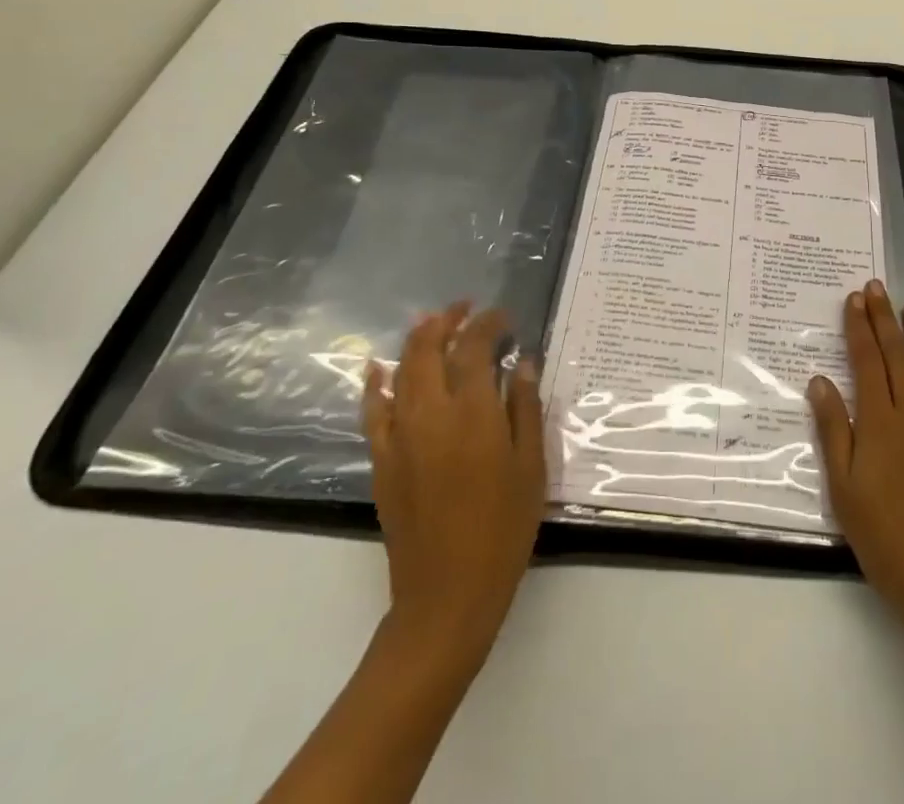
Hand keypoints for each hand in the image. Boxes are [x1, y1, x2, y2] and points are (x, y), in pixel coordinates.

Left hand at [362, 302, 546, 678]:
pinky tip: (377, 369)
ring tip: (432, 324)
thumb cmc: (503, 528)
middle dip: (447, 321)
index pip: (474, 347)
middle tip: (465, 309)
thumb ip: (525, 407)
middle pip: (430, 349)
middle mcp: (431, 414)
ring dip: (415, 341)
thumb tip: (522, 361)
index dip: (488, 324)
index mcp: (473, 413)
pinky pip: (372, 411)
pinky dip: (375, 384)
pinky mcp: (382, 461)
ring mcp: (400, 436)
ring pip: (400, 371)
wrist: (447, 595)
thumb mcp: (530, 465)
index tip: (504, 318)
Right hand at [808, 281, 903, 632]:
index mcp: (879, 422)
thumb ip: (833, 430)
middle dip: (884, 318)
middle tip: (877, 287)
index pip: (866, 361)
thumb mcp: (844, 488)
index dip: (858, 327)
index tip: (853, 299)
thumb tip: (819, 380)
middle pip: (897, 355)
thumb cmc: (885, 536)